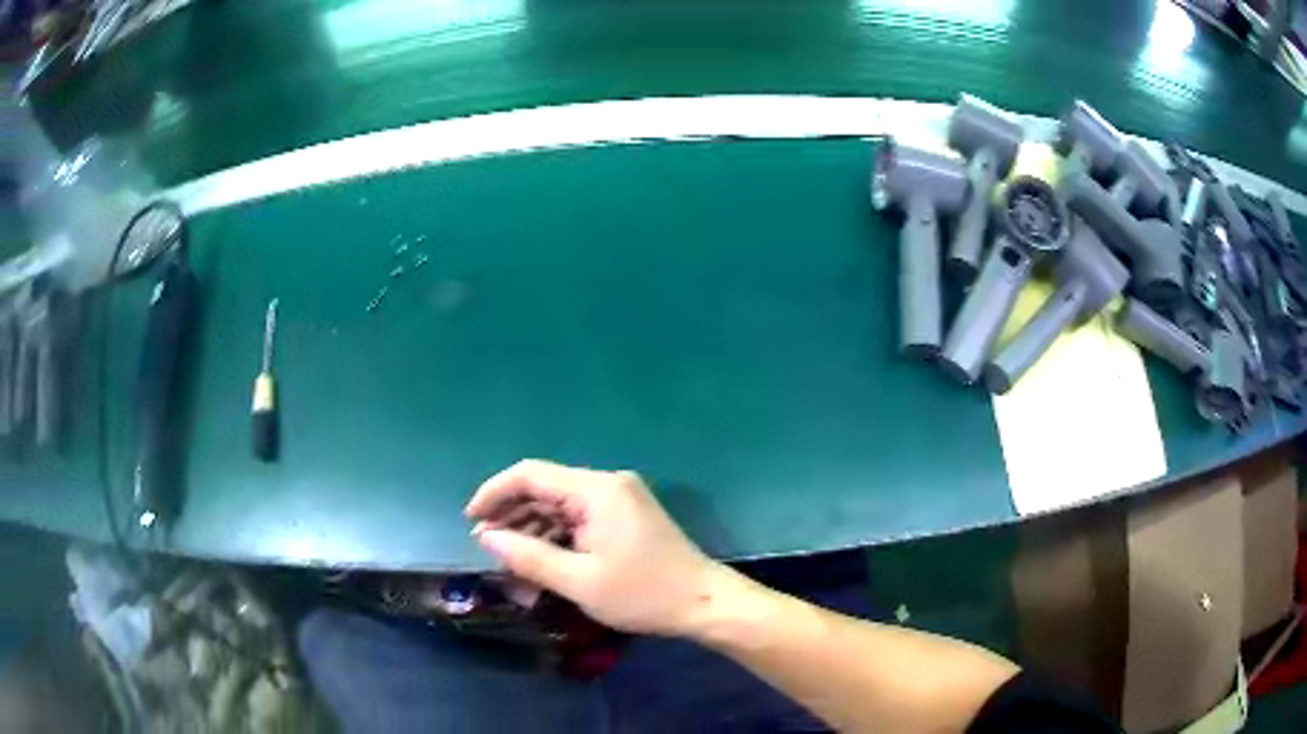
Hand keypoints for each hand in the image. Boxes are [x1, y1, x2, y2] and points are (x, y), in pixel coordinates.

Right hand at [466, 460, 730, 636]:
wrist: (705, 603)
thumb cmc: (643, 594)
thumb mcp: (579, 581)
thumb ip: (528, 556)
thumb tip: (486, 537)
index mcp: (596, 490)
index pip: (530, 475)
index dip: (494, 493)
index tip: (471, 520)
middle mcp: (607, 484)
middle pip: (545, 490)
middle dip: (513, 518)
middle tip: (489, 549)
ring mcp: (619, 499)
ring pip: (560, 508)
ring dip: (534, 533)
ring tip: (512, 566)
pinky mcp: (625, 516)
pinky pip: (579, 520)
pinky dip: (557, 540)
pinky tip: (542, 566)